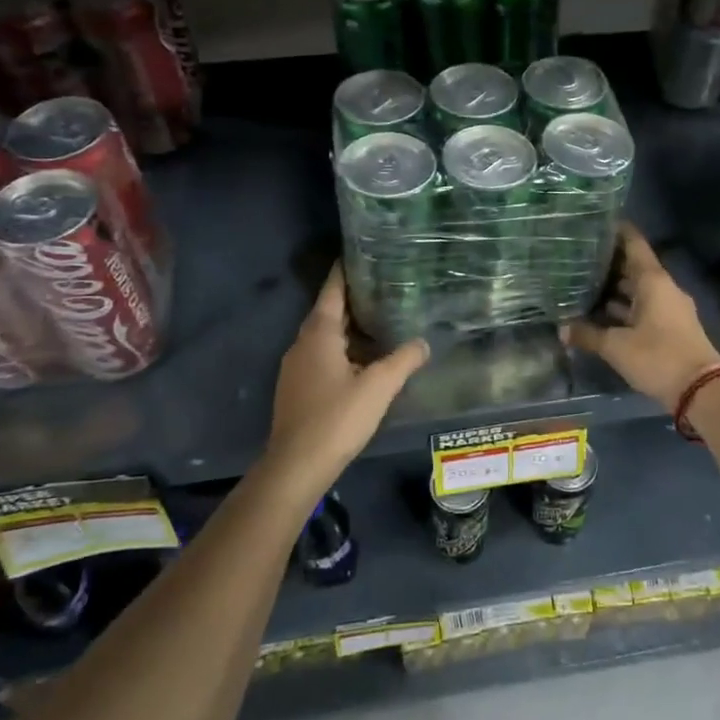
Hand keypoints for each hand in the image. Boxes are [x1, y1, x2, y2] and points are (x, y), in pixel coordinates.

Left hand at [264, 265, 428, 483]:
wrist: (296, 465)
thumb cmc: (337, 418)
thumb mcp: (379, 387)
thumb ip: (403, 360)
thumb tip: (423, 342)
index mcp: (318, 334)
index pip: (332, 291)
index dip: (345, 272)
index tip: (360, 254)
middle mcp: (302, 344)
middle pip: (328, 312)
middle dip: (353, 300)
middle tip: (383, 287)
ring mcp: (296, 367)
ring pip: (325, 337)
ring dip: (349, 328)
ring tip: (380, 321)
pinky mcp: (297, 388)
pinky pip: (322, 356)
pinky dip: (342, 349)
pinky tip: (363, 360)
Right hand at [563, 224, 719, 411]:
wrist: (701, 390)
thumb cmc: (658, 357)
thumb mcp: (617, 346)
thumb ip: (588, 335)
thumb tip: (561, 329)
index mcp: (654, 281)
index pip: (634, 244)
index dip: (617, 231)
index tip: (596, 222)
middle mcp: (663, 288)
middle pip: (634, 267)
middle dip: (608, 263)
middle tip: (578, 256)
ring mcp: (669, 308)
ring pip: (638, 289)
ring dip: (615, 288)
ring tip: (583, 283)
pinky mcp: (670, 327)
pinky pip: (643, 307)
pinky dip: (624, 308)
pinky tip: (601, 314)